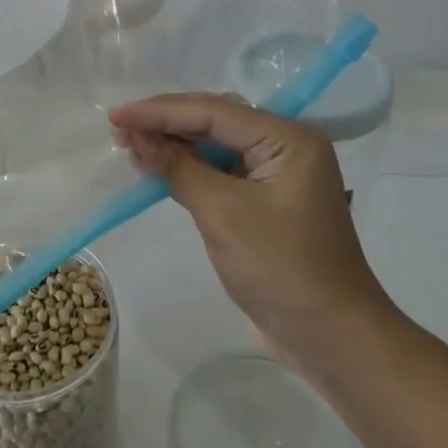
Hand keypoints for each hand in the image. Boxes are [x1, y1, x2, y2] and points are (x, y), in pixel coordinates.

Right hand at [108, 94, 397, 358]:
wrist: (331, 337)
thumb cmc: (281, 268)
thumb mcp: (223, 214)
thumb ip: (179, 168)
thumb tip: (139, 138)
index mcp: (288, 138)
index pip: (214, 111)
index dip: (160, 111)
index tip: (116, 116)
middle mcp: (286, 146)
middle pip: (216, 121)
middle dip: (166, 124)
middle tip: (119, 129)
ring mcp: (277, 174)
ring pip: (216, 146)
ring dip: (174, 145)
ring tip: (129, 145)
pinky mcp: (266, 201)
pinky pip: (222, 172)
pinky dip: (189, 170)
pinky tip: (157, 169)